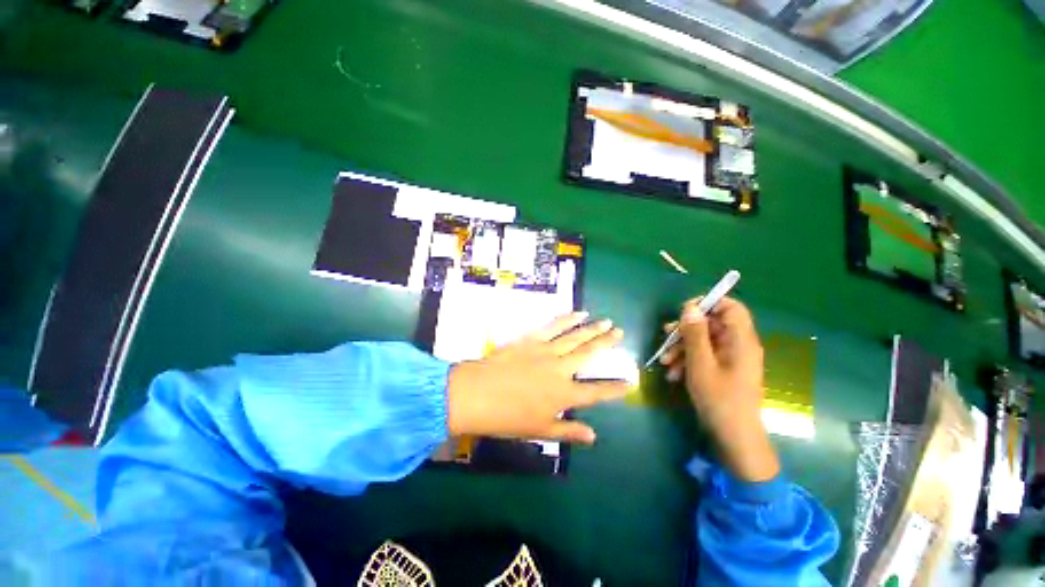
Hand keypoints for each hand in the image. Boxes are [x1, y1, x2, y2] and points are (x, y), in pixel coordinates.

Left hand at [447, 312, 628, 444]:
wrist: (476, 394)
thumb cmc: (506, 418)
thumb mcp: (539, 431)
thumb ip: (568, 431)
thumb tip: (593, 436)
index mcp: (564, 395)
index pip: (597, 392)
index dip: (615, 388)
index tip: (631, 381)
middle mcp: (560, 370)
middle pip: (589, 354)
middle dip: (606, 343)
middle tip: (620, 333)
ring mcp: (546, 351)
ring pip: (575, 337)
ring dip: (592, 328)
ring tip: (606, 321)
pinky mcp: (532, 339)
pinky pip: (554, 326)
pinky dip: (567, 319)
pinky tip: (578, 313)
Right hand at [660, 297, 779, 481]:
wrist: (734, 438)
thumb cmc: (719, 399)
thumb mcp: (700, 364)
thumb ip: (695, 334)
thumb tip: (690, 307)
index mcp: (740, 340)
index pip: (731, 307)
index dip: (708, 303)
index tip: (684, 311)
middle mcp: (739, 345)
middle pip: (712, 324)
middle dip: (686, 330)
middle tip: (665, 336)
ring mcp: (731, 358)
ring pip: (704, 341)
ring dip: (682, 348)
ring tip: (664, 362)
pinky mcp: (724, 370)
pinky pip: (705, 356)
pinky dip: (688, 361)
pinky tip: (673, 375)